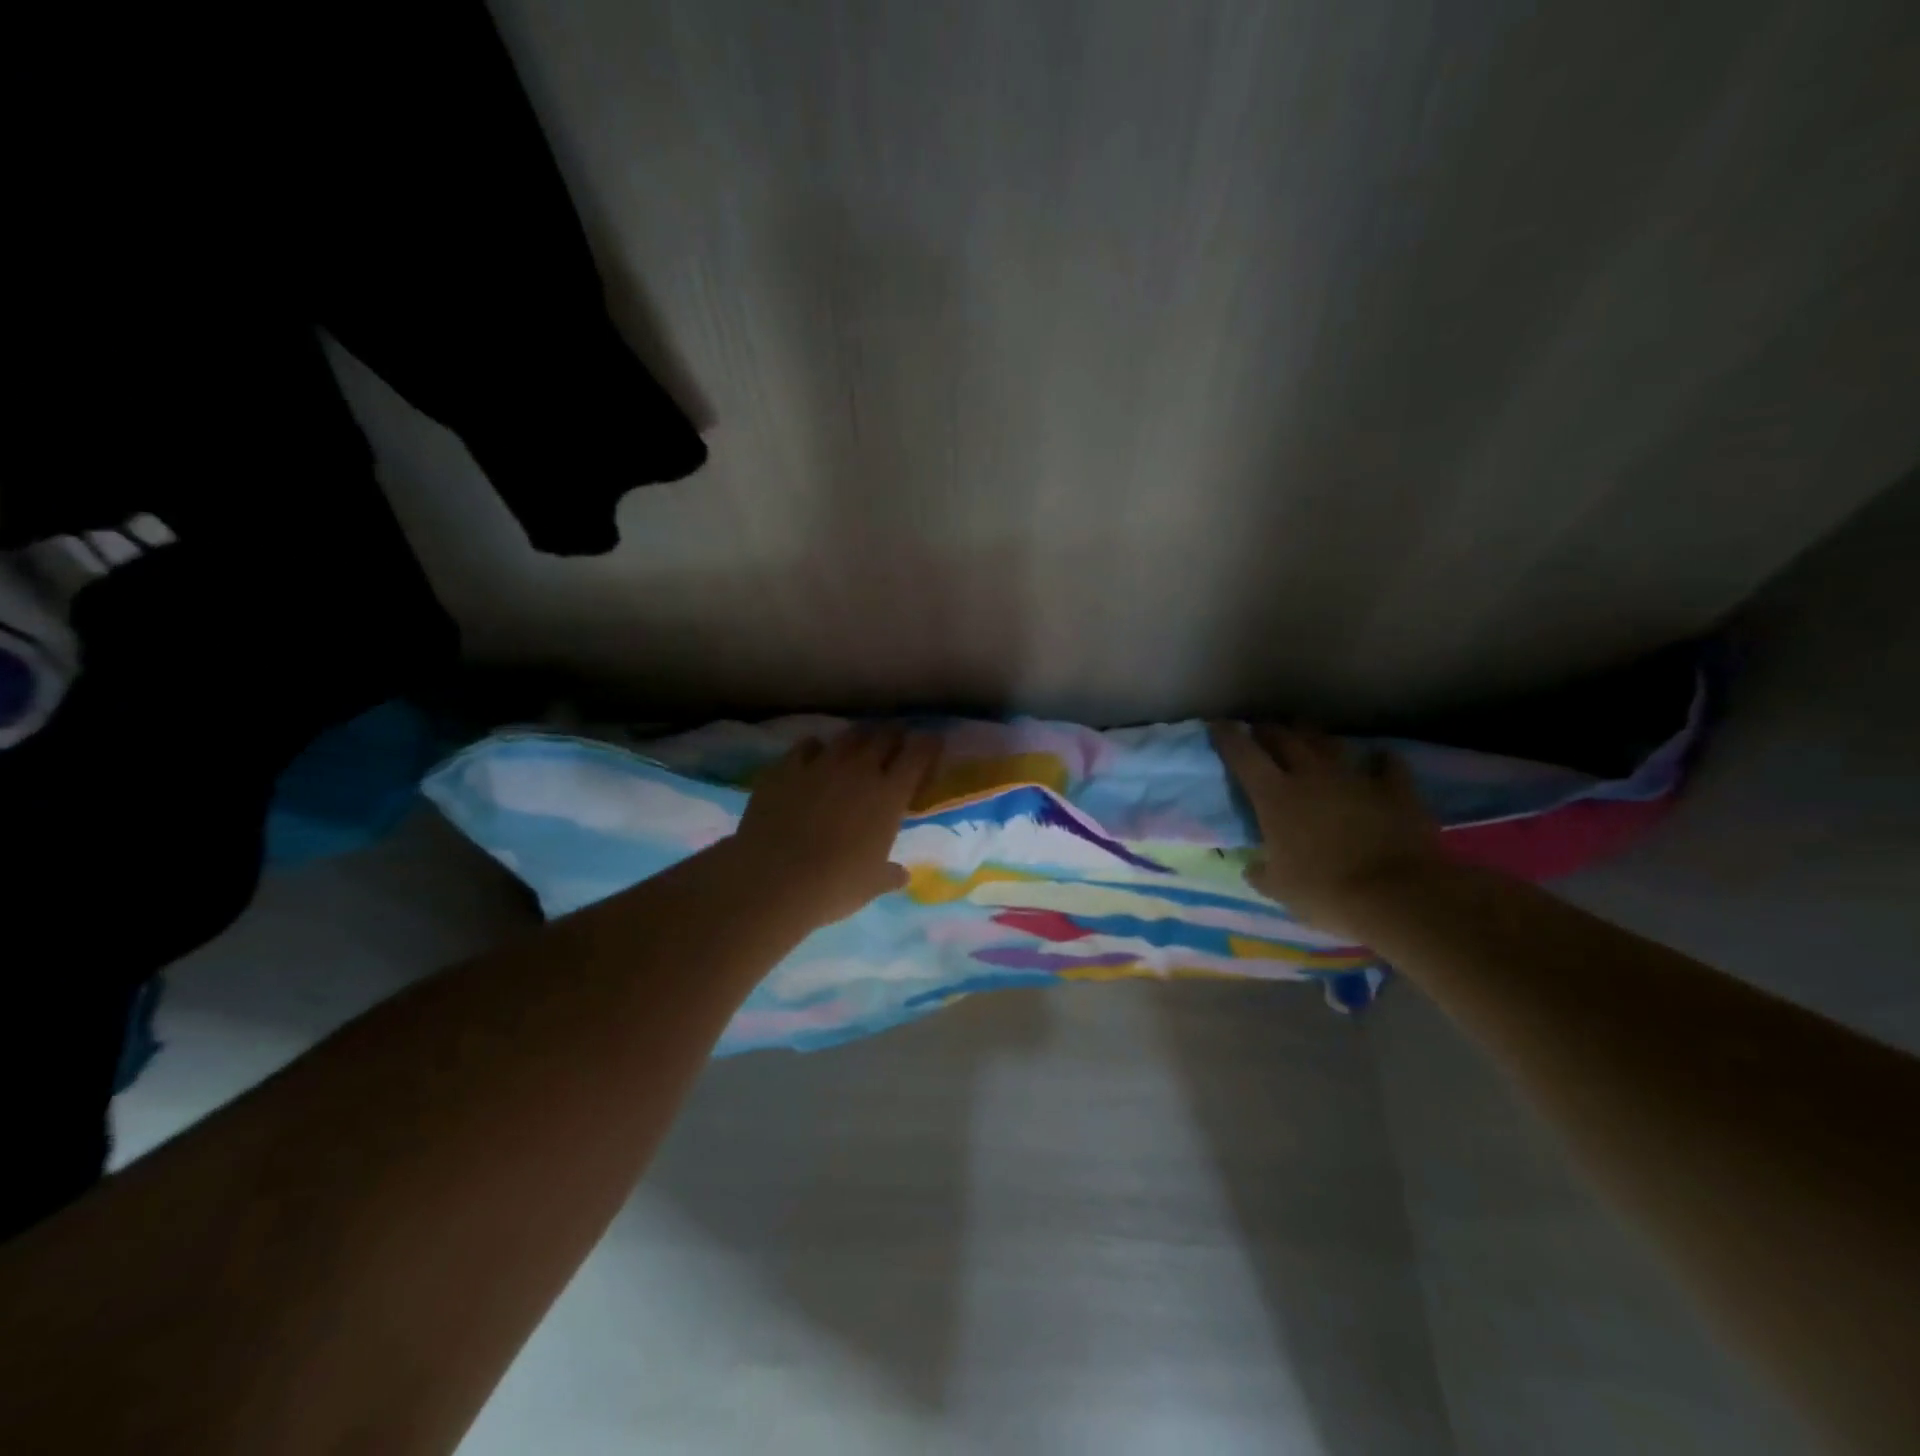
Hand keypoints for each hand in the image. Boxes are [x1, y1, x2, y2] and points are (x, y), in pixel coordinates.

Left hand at [728, 726, 940, 927]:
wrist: (773, 879)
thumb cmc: (834, 885)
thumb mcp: (871, 885)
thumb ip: (889, 875)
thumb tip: (902, 875)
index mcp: (889, 794)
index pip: (919, 753)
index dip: (928, 744)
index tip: (931, 745)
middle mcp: (859, 769)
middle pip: (884, 736)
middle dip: (894, 738)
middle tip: (894, 747)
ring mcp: (820, 764)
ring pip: (848, 736)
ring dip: (858, 739)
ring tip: (857, 749)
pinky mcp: (785, 768)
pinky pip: (807, 746)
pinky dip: (816, 749)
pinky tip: (813, 760)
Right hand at [1209, 722, 1443, 939]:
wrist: (1399, 896)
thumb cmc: (1326, 892)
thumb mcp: (1279, 890)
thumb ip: (1261, 873)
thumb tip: (1252, 867)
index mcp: (1274, 796)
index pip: (1242, 754)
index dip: (1227, 736)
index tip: (1218, 726)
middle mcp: (1311, 775)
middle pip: (1284, 737)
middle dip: (1268, 730)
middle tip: (1261, 731)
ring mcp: (1355, 777)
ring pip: (1328, 742)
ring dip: (1314, 737)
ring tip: (1308, 738)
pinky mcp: (1395, 787)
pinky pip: (1385, 762)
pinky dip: (1378, 759)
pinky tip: (1376, 760)